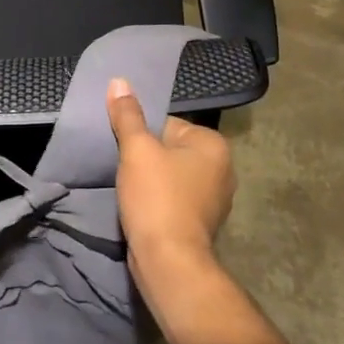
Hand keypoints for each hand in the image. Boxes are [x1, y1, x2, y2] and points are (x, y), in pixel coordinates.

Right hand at [106, 77, 234, 280]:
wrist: (168, 263)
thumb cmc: (157, 197)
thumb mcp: (137, 149)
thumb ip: (128, 115)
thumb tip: (119, 81)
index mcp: (214, 145)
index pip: (168, 124)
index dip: (141, 136)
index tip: (127, 152)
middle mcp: (223, 168)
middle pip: (170, 149)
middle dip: (147, 158)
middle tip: (126, 170)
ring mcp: (215, 199)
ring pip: (171, 175)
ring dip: (151, 181)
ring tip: (132, 191)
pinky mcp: (202, 223)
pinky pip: (175, 199)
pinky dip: (159, 201)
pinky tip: (142, 209)